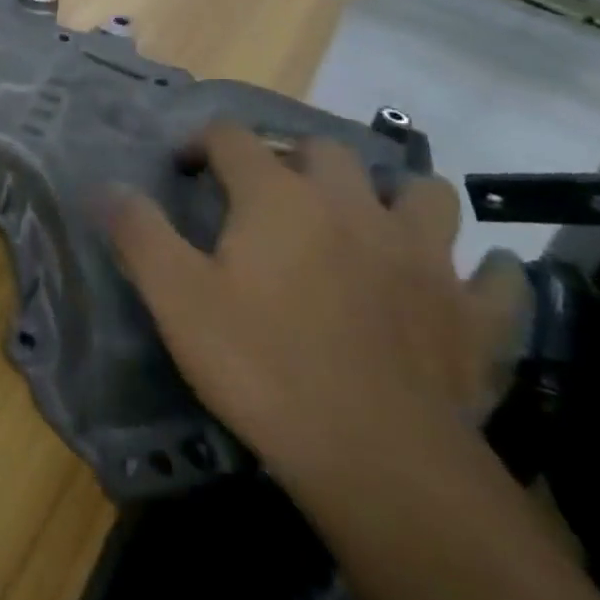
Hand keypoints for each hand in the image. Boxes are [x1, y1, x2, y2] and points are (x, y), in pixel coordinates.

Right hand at [103, 123, 526, 479]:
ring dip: (394, 197)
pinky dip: (477, 274)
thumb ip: (138, 232)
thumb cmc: (262, 366)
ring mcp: (422, 256)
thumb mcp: (176, 298)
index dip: (204, 142)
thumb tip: (105, 186)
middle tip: (267, 195)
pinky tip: (457, 285)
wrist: (378, 462)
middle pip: (324, 149)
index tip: (186, 168)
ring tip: (366, 224)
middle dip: (291, 158)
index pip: (233, 137)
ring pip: (423, 193)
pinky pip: (494, 278)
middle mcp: (352, 206)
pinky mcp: (473, 314)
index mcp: (278, 197)